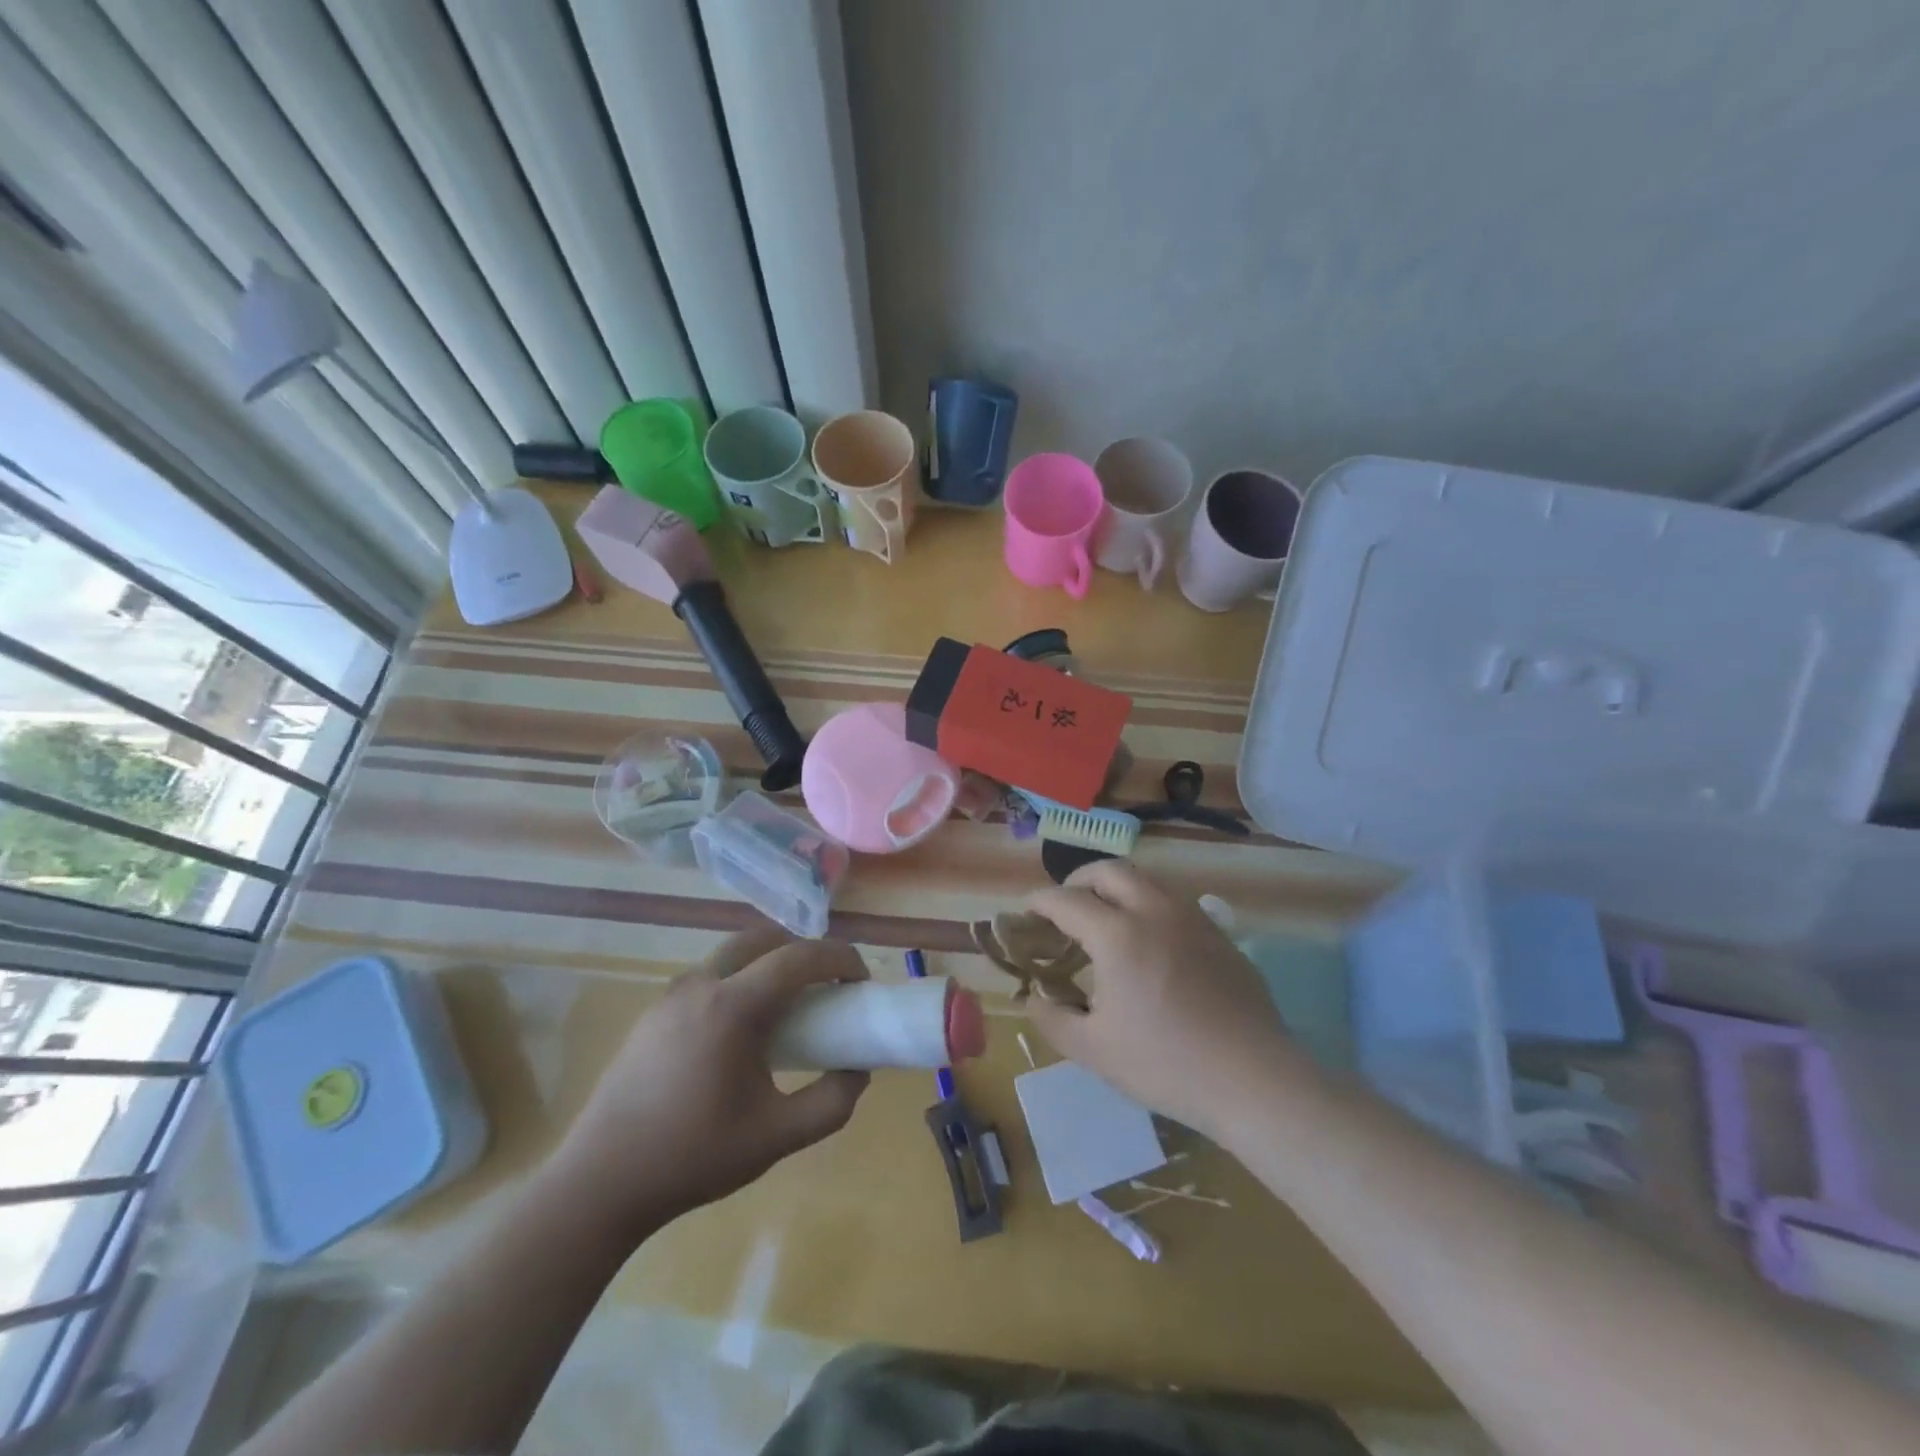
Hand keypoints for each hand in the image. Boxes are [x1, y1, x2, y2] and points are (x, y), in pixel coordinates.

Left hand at [551, 925, 869, 1230]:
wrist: (600, 1182)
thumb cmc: (693, 1156)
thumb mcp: (777, 1137)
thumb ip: (831, 1102)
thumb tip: (857, 1069)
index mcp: (733, 1006)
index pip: (799, 957)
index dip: (839, 958)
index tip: (860, 980)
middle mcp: (701, 984)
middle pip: (764, 939)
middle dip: (803, 951)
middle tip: (826, 985)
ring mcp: (671, 995)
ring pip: (733, 954)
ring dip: (769, 963)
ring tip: (787, 1007)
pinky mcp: (654, 1012)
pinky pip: (709, 976)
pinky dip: (740, 980)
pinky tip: (741, 1030)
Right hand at [1022, 861, 1308, 1142]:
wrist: (1254, 1079)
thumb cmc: (1166, 1064)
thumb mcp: (1093, 1050)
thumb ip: (1051, 1018)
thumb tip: (1034, 998)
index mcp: (1117, 934)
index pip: (1064, 900)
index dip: (1038, 902)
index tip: (1025, 913)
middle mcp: (1154, 910)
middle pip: (1108, 870)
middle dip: (1078, 880)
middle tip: (1065, 907)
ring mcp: (1193, 918)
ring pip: (1146, 880)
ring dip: (1117, 889)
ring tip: (1106, 921)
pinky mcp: (1220, 934)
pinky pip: (1175, 903)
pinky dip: (1149, 907)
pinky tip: (1151, 945)